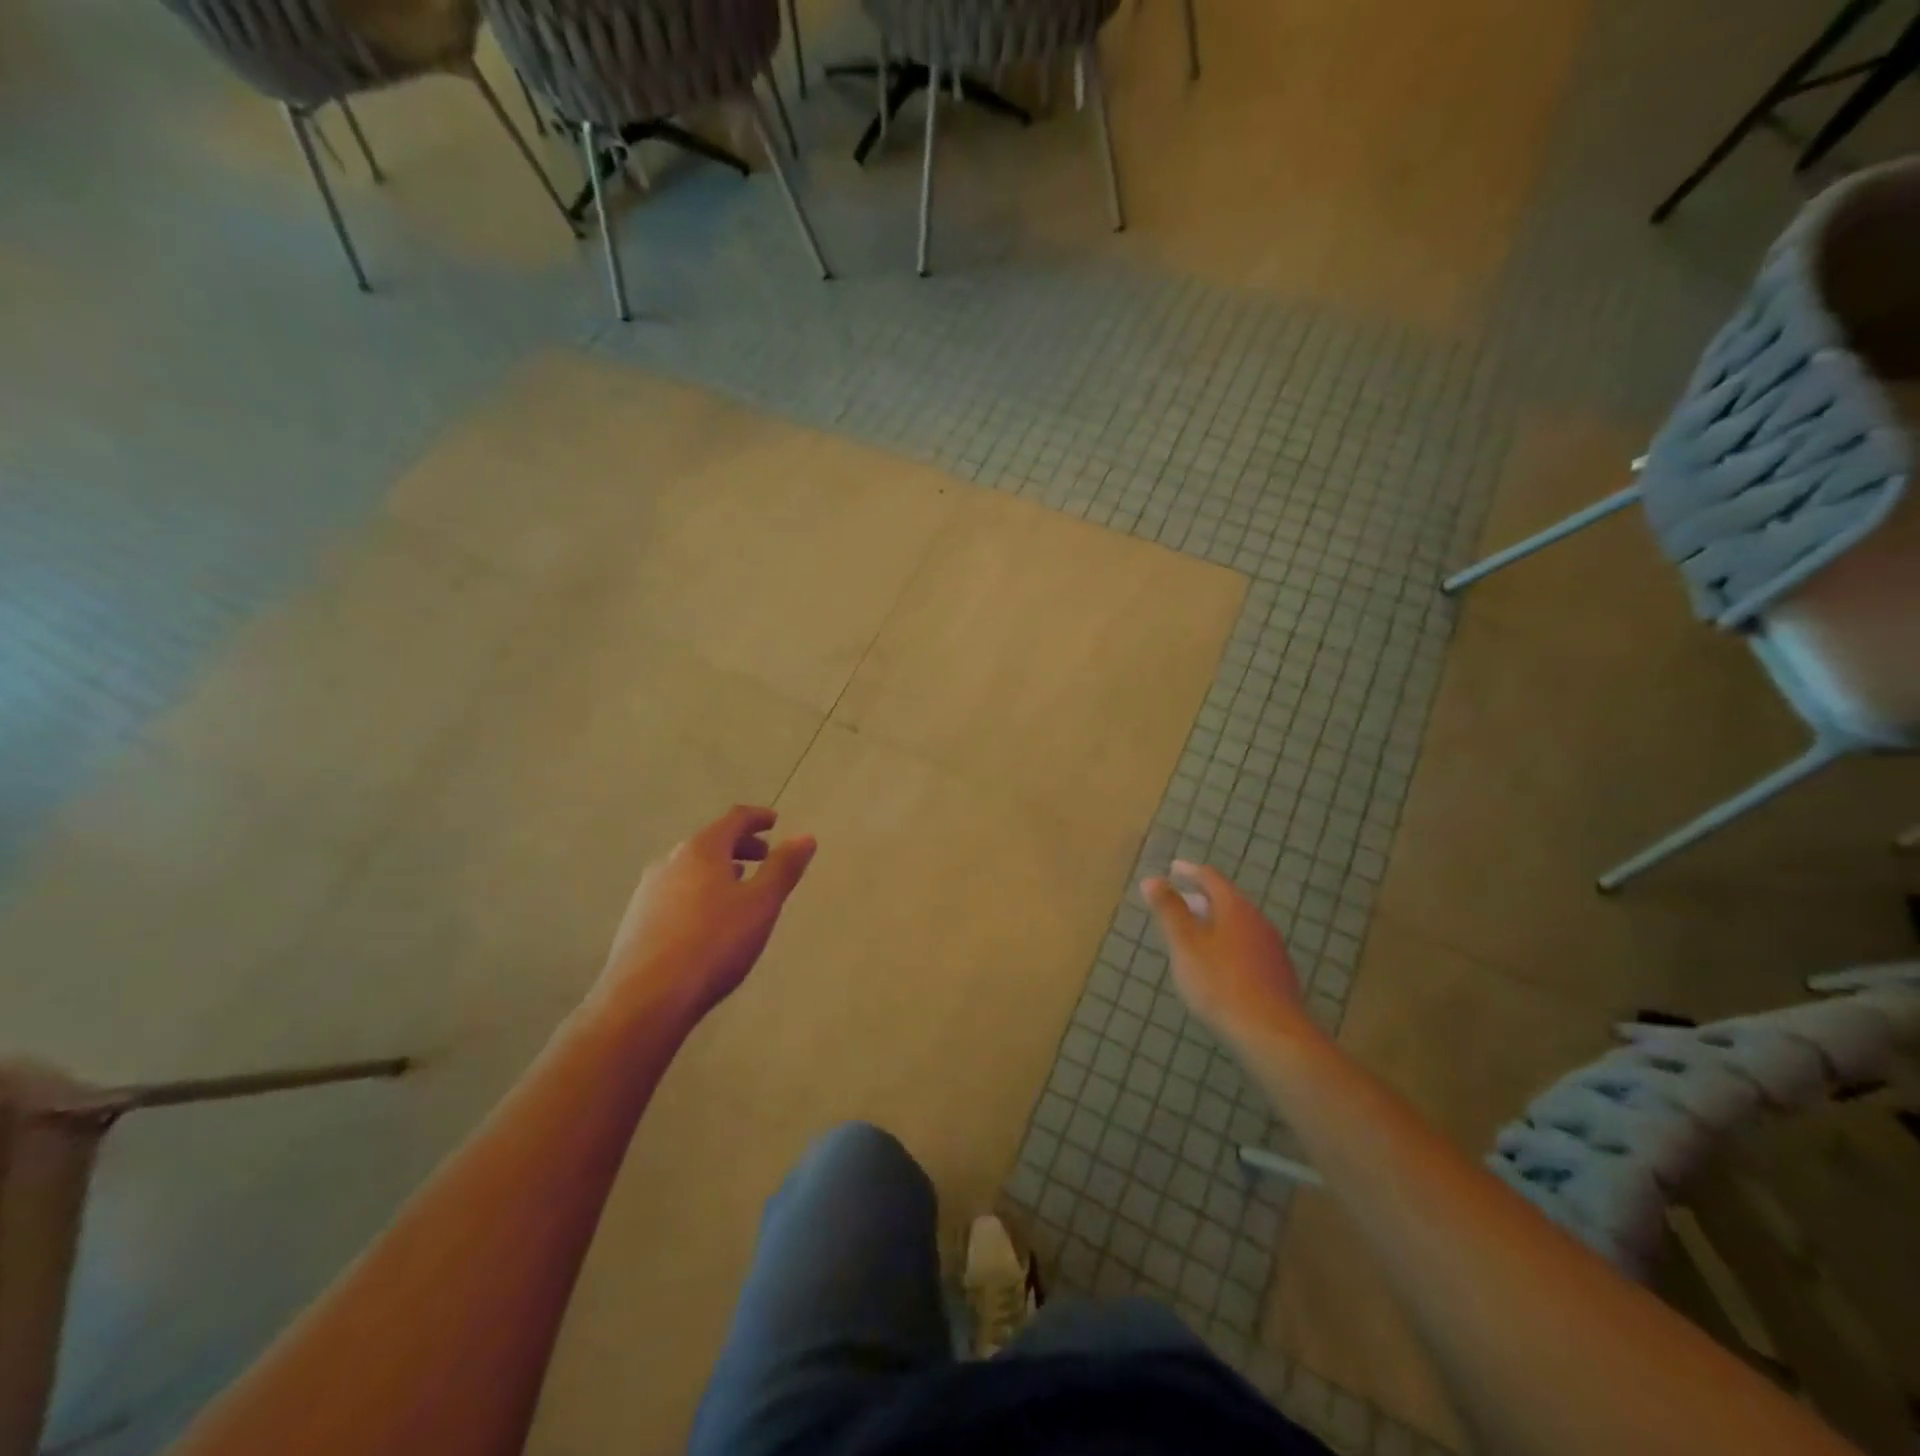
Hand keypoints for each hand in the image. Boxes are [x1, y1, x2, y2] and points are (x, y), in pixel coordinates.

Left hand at [593, 805, 816, 1028]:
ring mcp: (648, 891)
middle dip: (740, 845)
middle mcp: (671, 861)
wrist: (646, 999)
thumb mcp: (761, 904)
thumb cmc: (714, 943)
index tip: (774, 821)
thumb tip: (805, 837)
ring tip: (738, 887)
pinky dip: (699, 892)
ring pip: (691, 868)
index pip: (734, 819)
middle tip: (764, 856)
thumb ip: (783, 868)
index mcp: (701, 850)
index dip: (757, 818)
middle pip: (710, 842)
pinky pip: (676, 892)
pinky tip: (708, 919)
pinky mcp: (637, 920)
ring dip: (718, 869)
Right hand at [1140, 861, 1315, 1054]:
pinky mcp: (1278, 974)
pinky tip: (1218, 964)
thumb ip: (1169, 911)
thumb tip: (1152, 878)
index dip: (1190, 871)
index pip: (1211, 878)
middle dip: (1202, 898)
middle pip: (1228, 901)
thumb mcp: (1185, 945)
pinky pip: (1248, 946)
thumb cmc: (1220, 983)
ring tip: (1195, 933)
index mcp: (1235, 908)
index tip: (1173, 868)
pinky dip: (1228, 944)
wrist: (1271, 1033)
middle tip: (1180, 901)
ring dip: (1216, 922)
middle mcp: (1258, 921)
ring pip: (1239, 925)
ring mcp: (1272, 948)